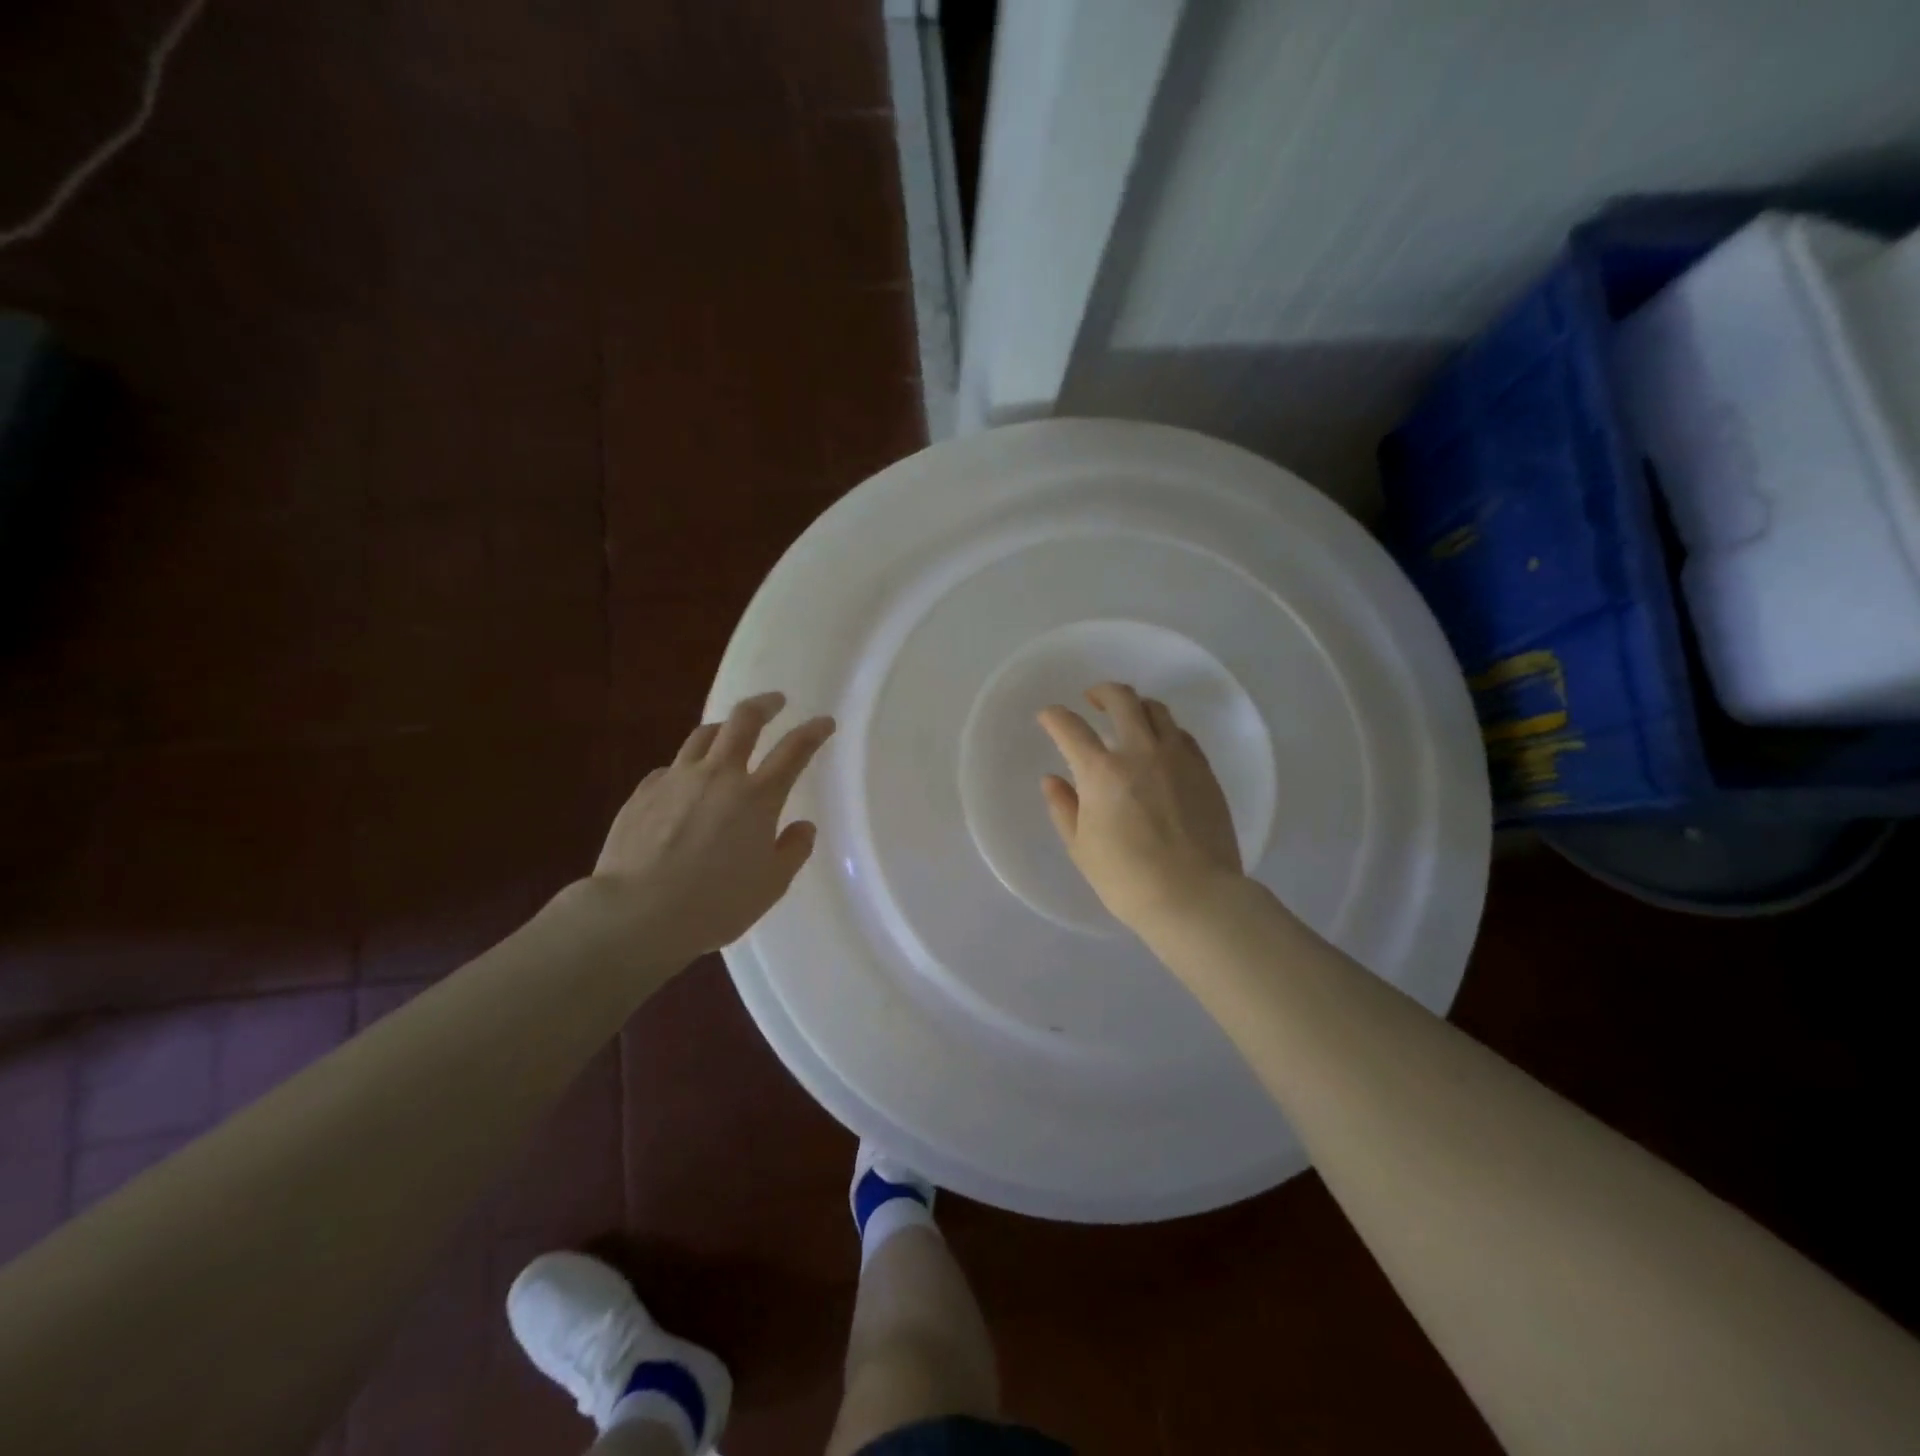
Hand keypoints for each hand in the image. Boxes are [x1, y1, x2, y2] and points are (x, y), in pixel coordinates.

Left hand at [591, 691, 835, 963]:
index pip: (794, 750)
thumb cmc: (715, 903)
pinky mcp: (643, 792)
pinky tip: (684, 785)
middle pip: (743, 721)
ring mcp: (677, 779)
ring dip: (722, 728)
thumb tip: (802, 827)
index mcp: (757, 797)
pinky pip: (671, 768)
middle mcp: (719, 775)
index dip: (813, 731)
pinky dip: (686, 768)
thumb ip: (792, 851)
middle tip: (775, 701)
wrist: (636, 913)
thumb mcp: (770, 886)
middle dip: (764, 704)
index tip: (824, 722)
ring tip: (728, 733)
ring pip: (703, 735)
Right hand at [1037, 682, 1242, 933]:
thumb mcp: (1081, 847)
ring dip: (1136, 706)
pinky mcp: (1204, 770)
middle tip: (1092, 700)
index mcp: (1101, 771)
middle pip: (1121, 699)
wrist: (1195, 896)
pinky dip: (1164, 731)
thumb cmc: (1127, 879)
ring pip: (1157, 709)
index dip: (1054, 717)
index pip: (1070, 727)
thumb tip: (1052, 780)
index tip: (1048, 717)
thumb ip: (1064, 807)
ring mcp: (1177, 757)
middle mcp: (1140, 752)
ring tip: (1129, 718)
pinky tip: (1160, 746)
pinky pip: (1182, 734)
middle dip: (1101, 692)